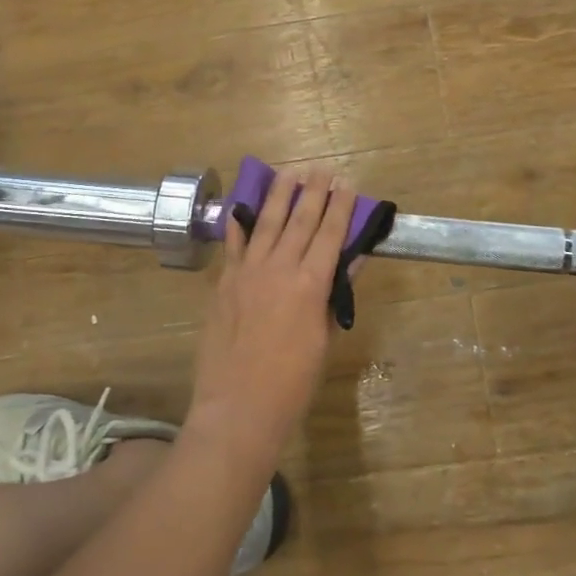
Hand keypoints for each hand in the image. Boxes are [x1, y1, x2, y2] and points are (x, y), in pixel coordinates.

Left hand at [185, 166, 356, 472]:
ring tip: (289, 173)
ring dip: (279, 195)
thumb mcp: (324, 339)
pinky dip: (239, 224)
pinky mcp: (224, 284)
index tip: (347, 184)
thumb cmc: (292, 382)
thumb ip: (334, 296)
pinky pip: (234, 246)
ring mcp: (247, 273)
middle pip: (299, 220)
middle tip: (322, 169)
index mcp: (310, 284)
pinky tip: (242, 206)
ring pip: (266, 224)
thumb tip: (351, 262)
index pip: (329, 234)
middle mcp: (278, 269)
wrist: (238, 407)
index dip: (340, 207)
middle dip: (313, 192)